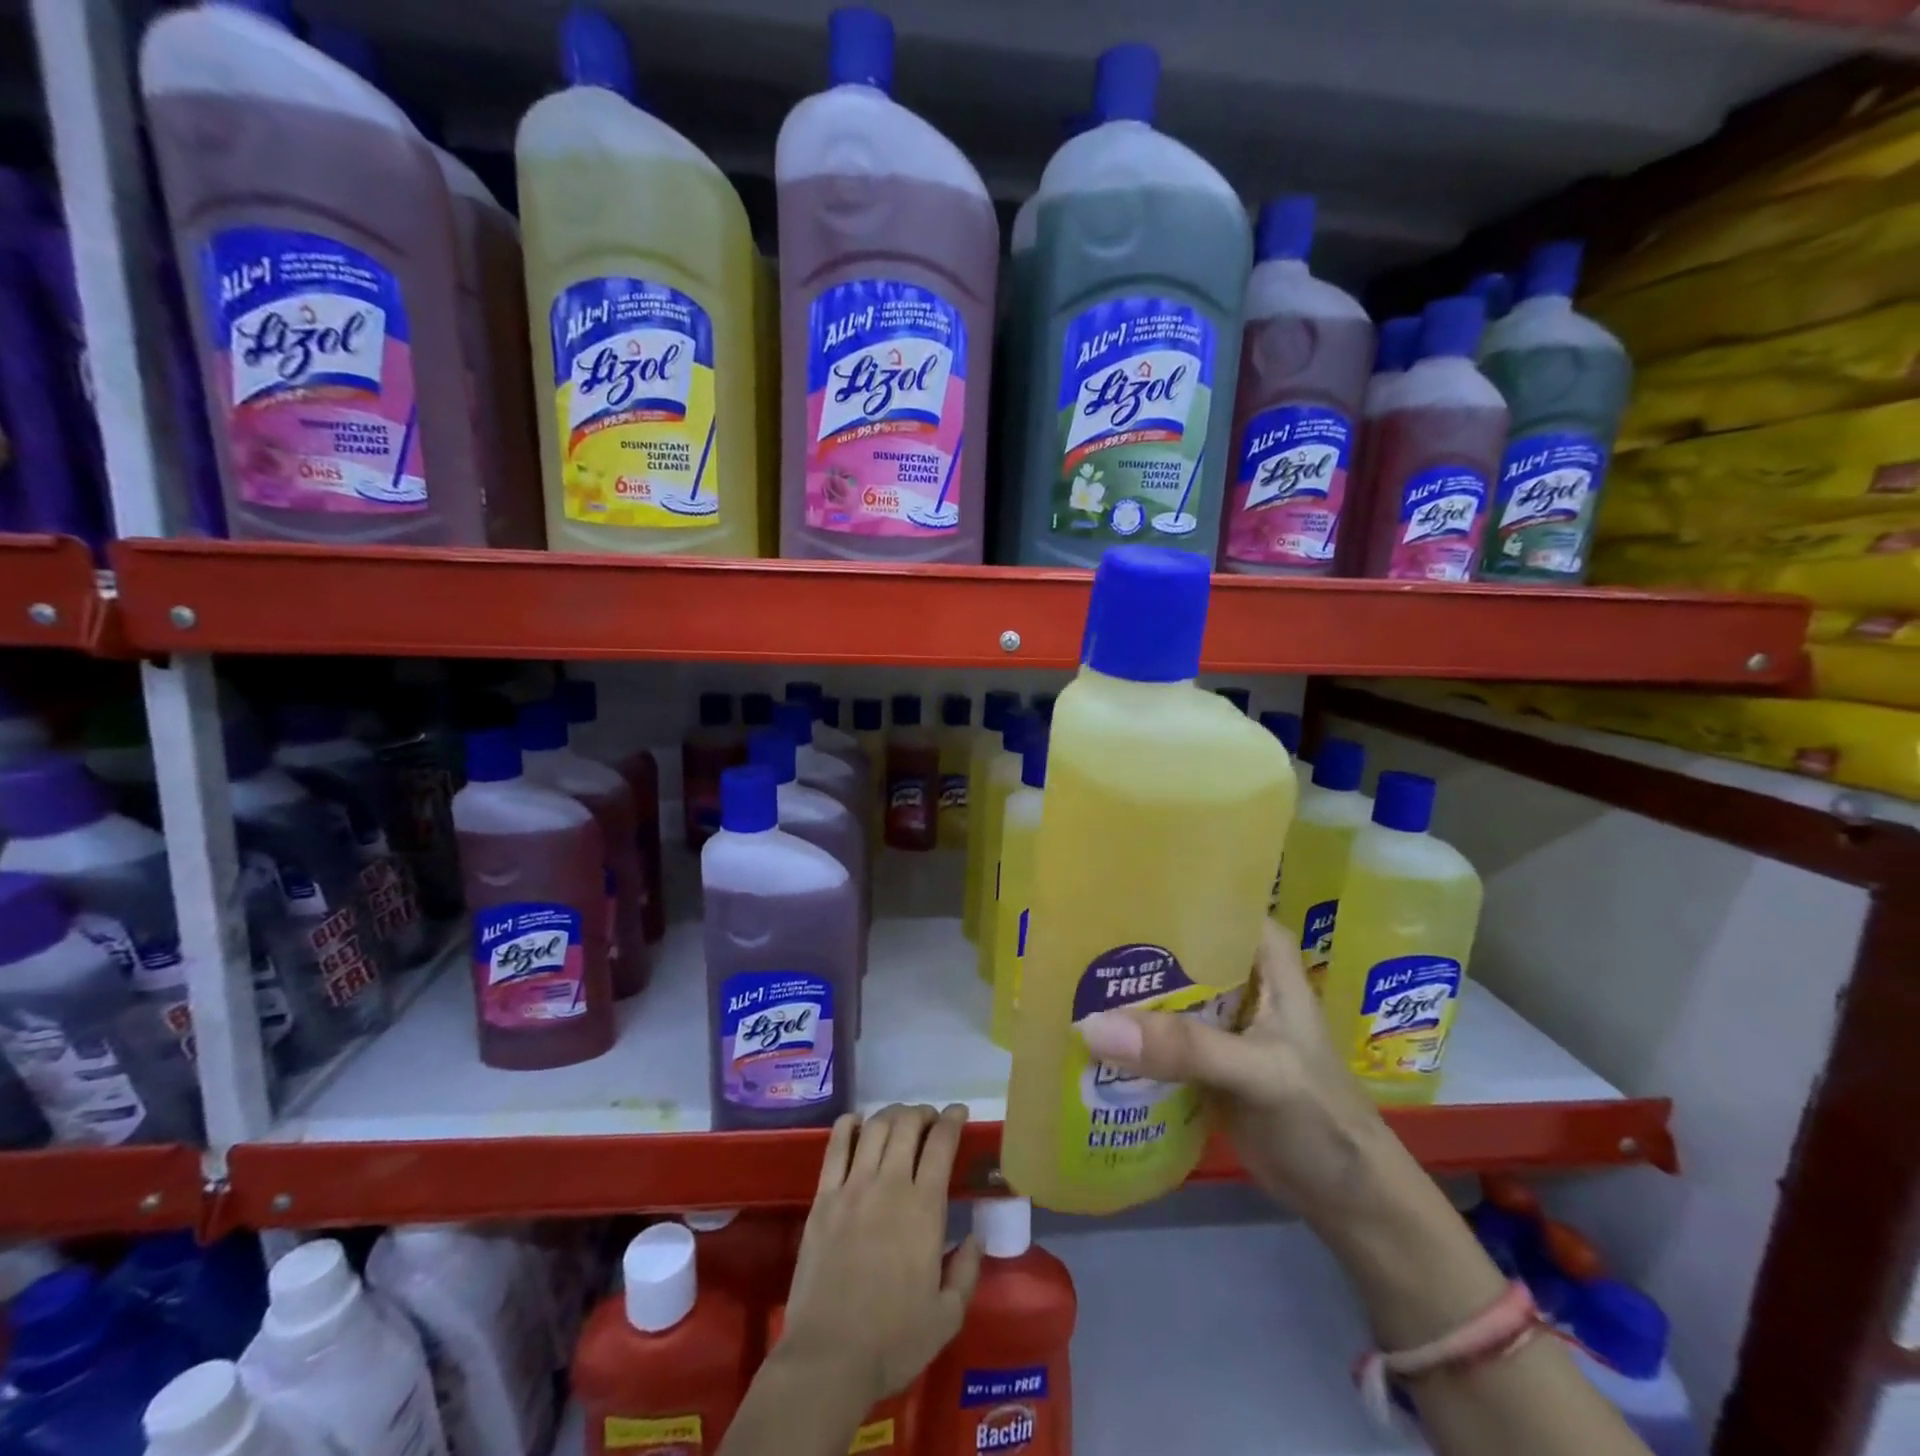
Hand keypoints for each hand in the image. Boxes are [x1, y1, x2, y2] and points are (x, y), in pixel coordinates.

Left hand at [778, 1104, 982, 1408]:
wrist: (828, 1358)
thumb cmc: (893, 1342)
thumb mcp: (947, 1317)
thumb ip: (966, 1271)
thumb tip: (975, 1236)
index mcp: (924, 1208)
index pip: (941, 1144)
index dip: (952, 1120)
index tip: (959, 1112)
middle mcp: (889, 1185)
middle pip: (906, 1125)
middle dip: (922, 1113)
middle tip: (929, 1119)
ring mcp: (852, 1188)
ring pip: (874, 1128)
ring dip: (891, 1114)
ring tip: (899, 1119)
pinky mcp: (823, 1199)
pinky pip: (835, 1147)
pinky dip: (848, 1125)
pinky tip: (856, 1123)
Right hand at [1076, 920, 1392, 1228]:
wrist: (1347, 1201)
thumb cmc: (1321, 1118)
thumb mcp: (1259, 1072)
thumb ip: (1184, 1048)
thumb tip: (1093, 1027)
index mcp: (1263, 956)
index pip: (1210, 899)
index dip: (1162, 889)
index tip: (1105, 886)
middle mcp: (1237, 976)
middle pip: (1176, 944)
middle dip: (1128, 941)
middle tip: (1068, 935)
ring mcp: (1218, 1018)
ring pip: (1163, 989)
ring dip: (1123, 989)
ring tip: (1063, 975)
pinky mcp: (1201, 1057)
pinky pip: (1157, 1033)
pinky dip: (1127, 1032)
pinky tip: (1083, 1028)